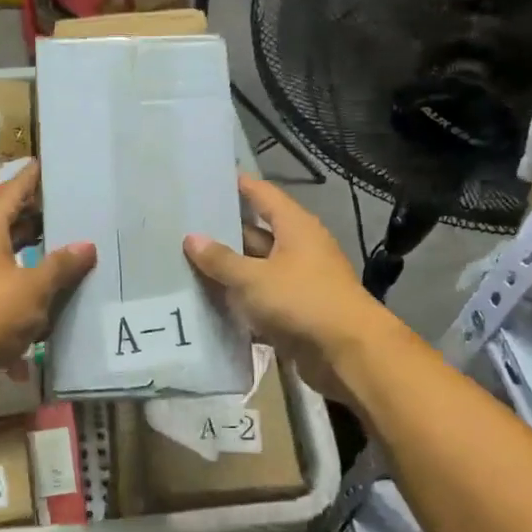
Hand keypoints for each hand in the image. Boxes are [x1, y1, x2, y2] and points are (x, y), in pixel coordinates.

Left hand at [0, 161, 95, 385]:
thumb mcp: (33, 287)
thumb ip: (61, 265)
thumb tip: (86, 246)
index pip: (11, 192)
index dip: (31, 179)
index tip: (46, 164)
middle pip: (7, 222)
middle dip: (35, 217)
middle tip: (67, 208)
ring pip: (5, 255)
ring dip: (31, 253)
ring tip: (64, 248)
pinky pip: (2, 283)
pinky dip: (23, 283)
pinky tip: (47, 294)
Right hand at [183, 174, 397, 402]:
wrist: (347, 353)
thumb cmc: (302, 301)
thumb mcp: (254, 278)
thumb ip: (221, 260)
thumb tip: (192, 238)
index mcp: (295, 228)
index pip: (263, 195)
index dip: (239, 185)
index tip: (209, 178)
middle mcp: (299, 249)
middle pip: (256, 233)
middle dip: (224, 232)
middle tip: (184, 227)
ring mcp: (298, 281)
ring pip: (256, 269)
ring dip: (229, 270)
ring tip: (186, 263)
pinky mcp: (295, 311)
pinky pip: (260, 299)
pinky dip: (239, 300)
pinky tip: (208, 302)